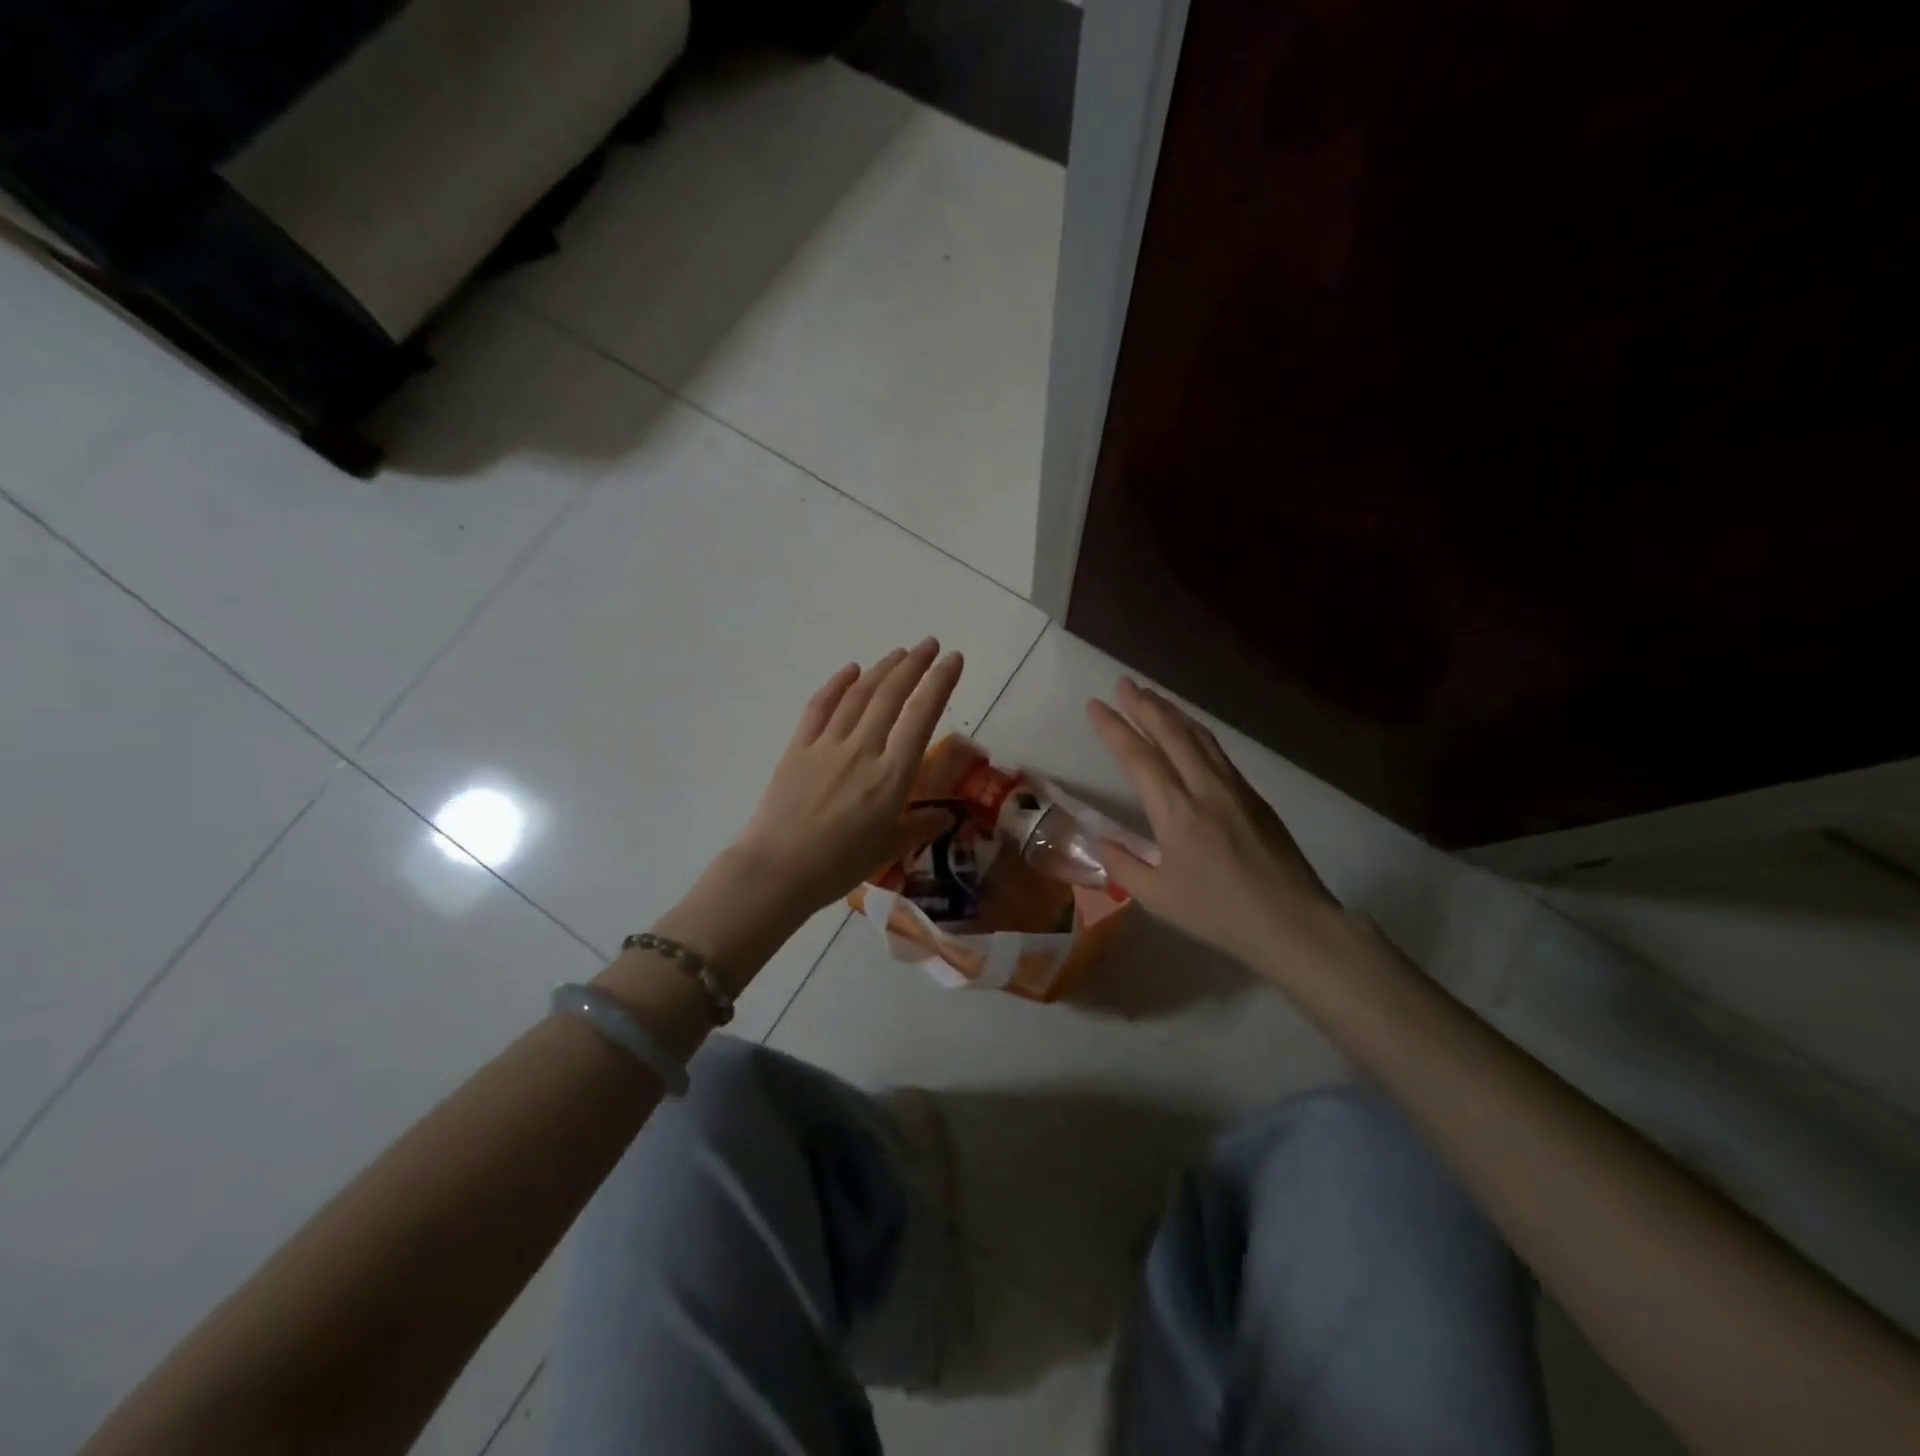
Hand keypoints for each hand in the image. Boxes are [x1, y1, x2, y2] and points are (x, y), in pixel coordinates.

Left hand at [733, 639, 963, 916]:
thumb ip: (919, 827)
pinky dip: (837, 685)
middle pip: (892, 696)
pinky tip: (851, 670)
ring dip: (882, 669)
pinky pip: (819, 707)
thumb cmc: (838, 867)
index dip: (940, 683)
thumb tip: (947, 816)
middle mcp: (863, 751)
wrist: (777, 872)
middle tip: (930, 644)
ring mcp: (827, 745)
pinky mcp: (798, 748)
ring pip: (859, 695)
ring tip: (899, 653)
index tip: (954, 659)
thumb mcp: (888, 850)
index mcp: (891, 777)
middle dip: (915, 664)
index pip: (922, 717)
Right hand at [1086, 677, 1339, 974]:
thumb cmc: (1219, 913)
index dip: (1114, 728)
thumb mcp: (1159, 898)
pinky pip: (1217, 751)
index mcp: (1176, 812)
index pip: (1138, 757)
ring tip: (1151, 695)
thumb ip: (1124, 866)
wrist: (1293, 921)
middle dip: (1144, 704)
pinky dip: (1195, 732)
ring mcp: (1234, 788)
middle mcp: (1205, 788)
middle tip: (1123, 683)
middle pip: (1171, 732)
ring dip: (1171, 711)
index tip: (1096, 705)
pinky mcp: (1254, 796)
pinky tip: (1189, 732)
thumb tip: (1102, 842)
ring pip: (1199, 736)